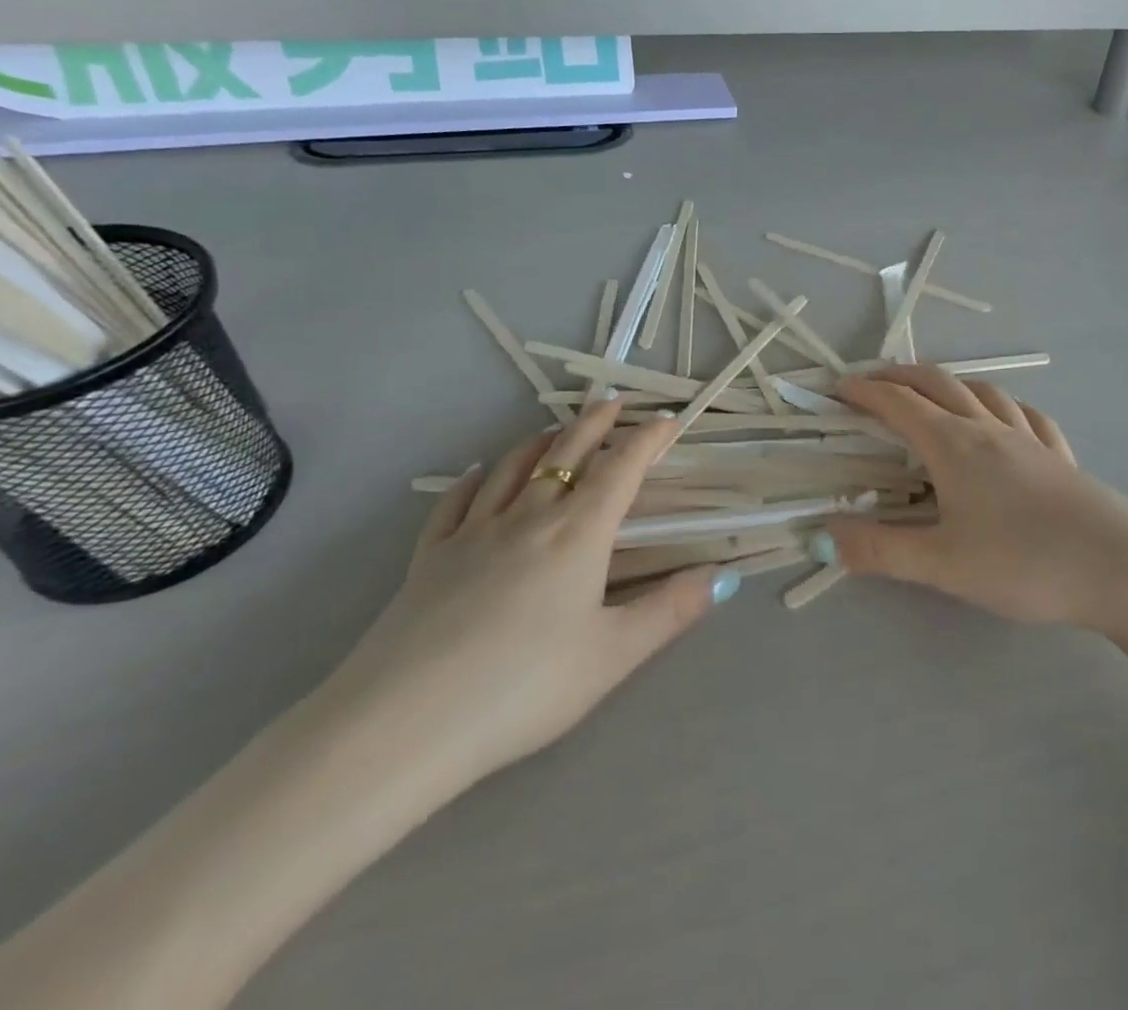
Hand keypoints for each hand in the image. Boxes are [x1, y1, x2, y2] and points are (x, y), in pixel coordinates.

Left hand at [321, 400, 735, 791]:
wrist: (403, 724)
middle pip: (567, 453)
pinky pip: (457, 501)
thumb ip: (670, 611)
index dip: (648, 440)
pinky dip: (477, 478)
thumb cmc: (523, 688)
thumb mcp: (612, 656)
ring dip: (542, 441)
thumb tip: (724, 578)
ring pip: (514, 467)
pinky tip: (481, 473)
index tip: (667, 420)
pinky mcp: (430, 556)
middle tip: (613, 404)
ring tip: (558, 430)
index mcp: (578, 534)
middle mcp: (529, 517)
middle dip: (595, 424)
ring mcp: (474, 532)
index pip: (622, 469)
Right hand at [828, 366, 1127, 637]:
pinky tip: (1005, 418)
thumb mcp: (943, 566)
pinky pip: (1025, 415)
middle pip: (938, 383)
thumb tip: (824, 536)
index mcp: (954, 445)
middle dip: (900, 376)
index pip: (898, 403)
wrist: (1122, 569)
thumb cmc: (1025, 564)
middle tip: (872, 382)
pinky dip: (1002, 406)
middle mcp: (989, 429)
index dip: (864, 392)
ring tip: (933, 394)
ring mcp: (1030, 438)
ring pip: (983, 391)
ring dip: (949, 383)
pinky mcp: (1060, 457)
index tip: (838, 388)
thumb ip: (880, 551)